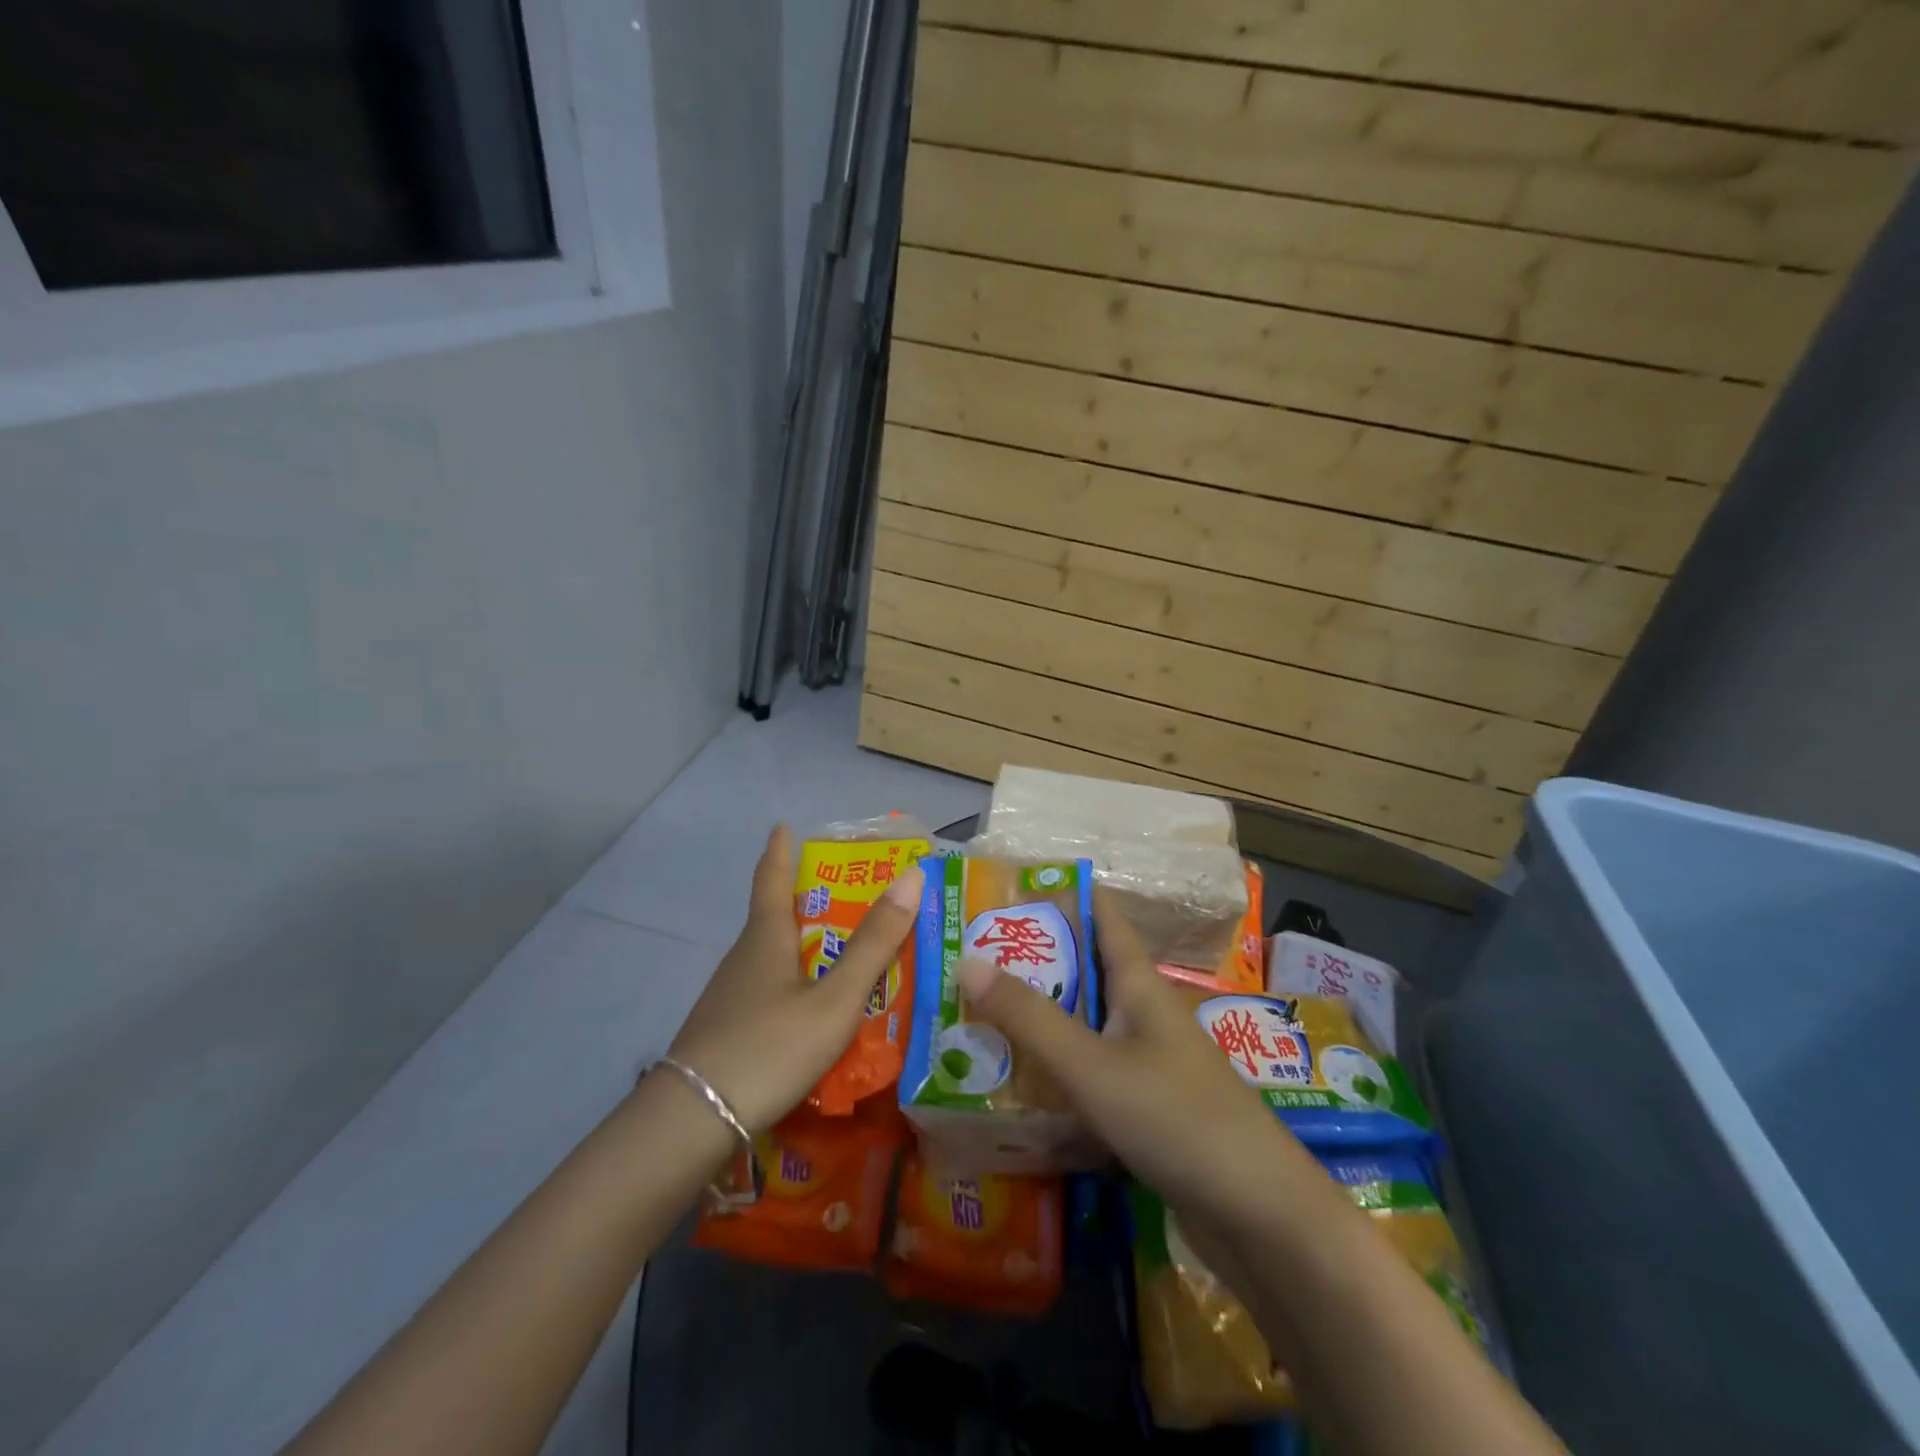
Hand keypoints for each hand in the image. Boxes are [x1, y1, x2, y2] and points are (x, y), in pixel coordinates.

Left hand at [666, 824, 922, 1132]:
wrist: (693, 1122)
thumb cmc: (770, 1047)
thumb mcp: (834, 999)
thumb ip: (873, 944)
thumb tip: (911, 876)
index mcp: (766, 938)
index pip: (771, 878)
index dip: (779, 851)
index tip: (782, 826)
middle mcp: (743, 958)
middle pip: (774, 917)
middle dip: (805, 901)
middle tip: (846, 895)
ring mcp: (730, 996)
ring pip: (771, 958)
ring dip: (803, 947)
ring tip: (842, 954)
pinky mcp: (725, 1030)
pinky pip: (767, 991)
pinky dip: (794, 984)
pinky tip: (812, 1010)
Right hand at [956, 888, 1333, 1233]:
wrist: (1260, 1216)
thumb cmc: (1178, 1119)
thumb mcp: (1093, 1065)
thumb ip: (1030, 1018)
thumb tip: (967, 961)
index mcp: (1139, 983)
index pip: (1101, 914)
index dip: (1058, 896)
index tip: (1002, 895)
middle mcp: (1143, 1012)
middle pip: (1083, 970)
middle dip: (1031, 962)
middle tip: (967, 961)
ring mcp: (1146, 1061)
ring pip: (1082, 1024)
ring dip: (1037, 1018)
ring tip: (975, 1016)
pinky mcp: (1144, 1107)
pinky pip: (1089, 1072)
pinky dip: (1054, 1069)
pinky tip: (1015, 1083)